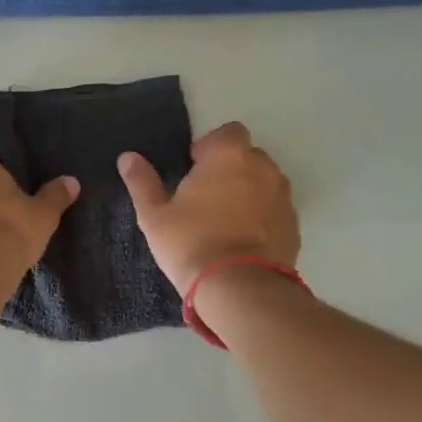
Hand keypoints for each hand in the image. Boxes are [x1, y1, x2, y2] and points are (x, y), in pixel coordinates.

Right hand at [119, 122, 299, 291]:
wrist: (240, 288)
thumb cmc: (191, 243)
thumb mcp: (154, 215)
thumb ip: (142, 181)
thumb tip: (127, 157)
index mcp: (228, 155)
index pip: (227, 132)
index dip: (210, 148)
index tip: (194, 172)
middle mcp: (262, 167)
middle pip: (247, 156)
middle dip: (230, 168)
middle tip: (206, 198)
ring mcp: (282, 196)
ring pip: (264, 182)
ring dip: (248, 191)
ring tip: (226, 221)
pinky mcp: (294, 223)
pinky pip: (275, 208)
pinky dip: (262, 215)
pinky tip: (243, 239)